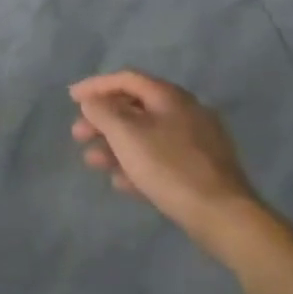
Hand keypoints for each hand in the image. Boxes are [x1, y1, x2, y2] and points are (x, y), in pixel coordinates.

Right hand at [69, 70, 261, 247]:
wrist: (222, 214)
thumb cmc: (169, 167)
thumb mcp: (126, 135)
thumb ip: (103, 112)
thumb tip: (91, 101)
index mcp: (170, 97)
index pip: (126, 79)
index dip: (96, 85)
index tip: (71, 98)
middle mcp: (185, 112)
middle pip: (135, 107)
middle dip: (102, 120)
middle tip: (78, 135)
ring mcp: (195, 141)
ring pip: (145, 135)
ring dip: (114, 145)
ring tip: (93, 162)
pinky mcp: (200, 169)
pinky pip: (159, 158)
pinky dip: (136, 164)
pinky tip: (120, 181)